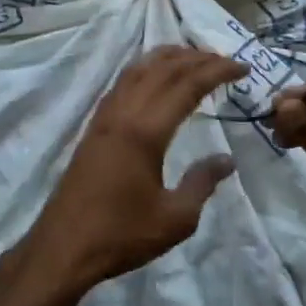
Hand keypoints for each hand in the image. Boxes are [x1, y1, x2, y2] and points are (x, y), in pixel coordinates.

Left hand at [19, 47, 244, 296]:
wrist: (63, 248)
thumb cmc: (121, 235)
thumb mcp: (175, 218)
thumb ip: (202, 183)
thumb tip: (226, 160)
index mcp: (146, 131)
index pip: (187, 85)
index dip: (217, 71)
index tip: (243, 68)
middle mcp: (124, 113)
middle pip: (163, 69)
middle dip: (197, 58)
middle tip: (225, 60)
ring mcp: (104, 118)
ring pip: (138, 69)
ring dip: (167, 57)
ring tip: (193, 57)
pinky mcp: (93, 128)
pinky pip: (122, 83)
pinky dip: (144, 69)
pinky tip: (152, 77)